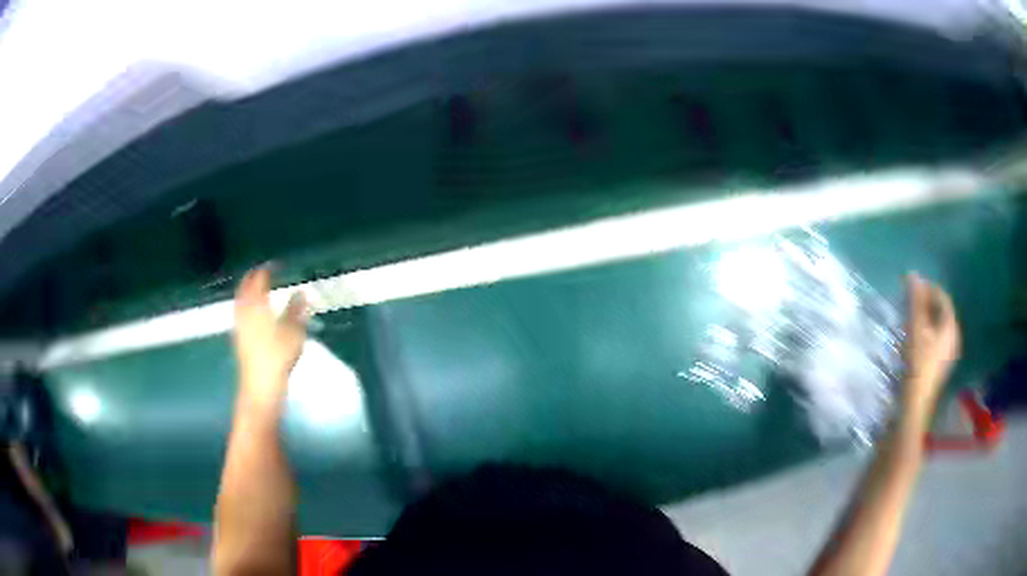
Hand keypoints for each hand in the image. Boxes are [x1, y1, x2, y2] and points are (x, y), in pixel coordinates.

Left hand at [233, 266, 307, 408]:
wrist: (260, 385)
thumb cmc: (277, 356)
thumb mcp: (293, 332)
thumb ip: (296, 310)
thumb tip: (301, 293)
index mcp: (257, 305)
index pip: (259, 280)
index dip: (266, 270)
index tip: (275, 264)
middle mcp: (244, 311)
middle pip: (245, 288)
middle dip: (252, 278)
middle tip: (261, 272)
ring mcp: (239, 325)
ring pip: (240, 301)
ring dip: (247, 291)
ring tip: (255, 289)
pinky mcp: (239, 339)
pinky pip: (240, 313)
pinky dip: (245, 306)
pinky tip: (252, 313)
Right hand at [901, 273, 959, 420]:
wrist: (915, 403)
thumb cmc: (917, 363)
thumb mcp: (915, 329)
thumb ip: (915, 301)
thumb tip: (912, 274)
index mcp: (950, 326)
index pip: (943, 298)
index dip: (929, 288)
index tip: (913, 286)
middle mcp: (953, 337)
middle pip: (942, 312)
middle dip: (927, 303)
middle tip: (911, 301)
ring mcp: (948, 353)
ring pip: (939, 326)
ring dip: (926, 318)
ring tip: (911, 318)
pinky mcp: (941, 364)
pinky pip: (937, 339)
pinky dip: (927, 332)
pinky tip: (916, 337)